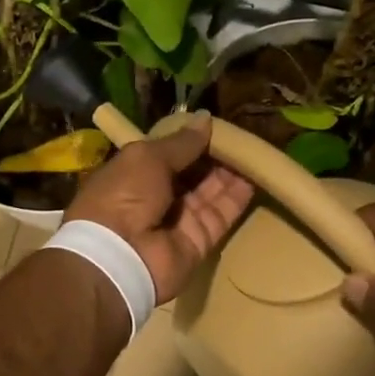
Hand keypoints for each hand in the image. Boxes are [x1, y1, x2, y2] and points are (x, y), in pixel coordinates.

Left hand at [66, 112, 253, 302]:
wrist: (118, 256)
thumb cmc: (124, 195)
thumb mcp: (147, 157)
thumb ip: (180, 142)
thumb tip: (206, 119)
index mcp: (135, 174)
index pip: (169, 154)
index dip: (191, 140)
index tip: (218, 126)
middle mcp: (156, 197)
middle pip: (192, 173)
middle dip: (215, 156)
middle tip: (243, 136)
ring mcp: (178, 221)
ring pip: (210, 193)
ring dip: (230, 173)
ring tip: (256, 150)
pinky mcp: (199, 241)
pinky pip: (221, 215)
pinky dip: (237, 197)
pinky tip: (256, 175)